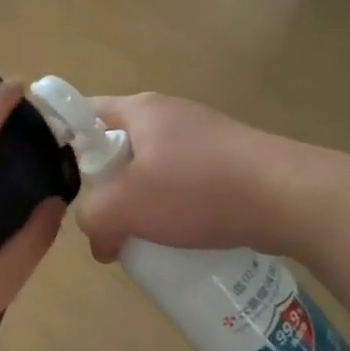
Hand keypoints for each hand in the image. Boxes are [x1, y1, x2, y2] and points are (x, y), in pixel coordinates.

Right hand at [74, 92, 292, 262]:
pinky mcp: (231, 163)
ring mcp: (205, 138)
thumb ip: (93, 218)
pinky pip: (187, 186)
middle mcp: (171, 115)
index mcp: (140, 110)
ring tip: (140, 240)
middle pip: (120, 148)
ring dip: (142, 205)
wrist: (289, 197)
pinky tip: (180, 240)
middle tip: (103, 223)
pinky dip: (176, 211)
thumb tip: (99, 239)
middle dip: (107, 188)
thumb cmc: (197, 190)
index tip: (60, 182)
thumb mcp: (126, 206)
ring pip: (154, 172)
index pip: (85, 112)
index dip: (65, 141)